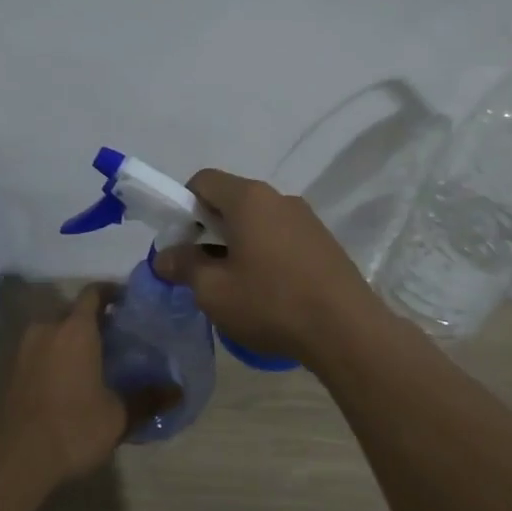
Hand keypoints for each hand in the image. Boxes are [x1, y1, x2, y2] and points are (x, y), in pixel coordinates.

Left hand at [0, 286, 130, 489]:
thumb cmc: (74, 426)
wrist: (19, 458)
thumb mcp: (119, 415)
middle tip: (117, 337)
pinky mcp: (14, 369)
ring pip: (55, 331)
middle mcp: (48, 329)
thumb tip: (178, 391)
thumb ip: (148, 399)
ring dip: (73, 339)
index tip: (129, 303)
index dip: (112, 292)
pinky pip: (41, 350)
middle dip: (94, 320)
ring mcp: (26, 348)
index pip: (94, 293)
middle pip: (73, 312)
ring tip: (96, 359)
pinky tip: (72, 378)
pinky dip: (57, 355)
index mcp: (76, 329)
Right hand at [154, 169, 383, 367]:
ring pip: (258, 220)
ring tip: (235, 284)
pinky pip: (282, 237)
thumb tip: (164, 256)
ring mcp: (306, 219)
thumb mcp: (214, 291)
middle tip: (201, 267)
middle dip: (208, 228)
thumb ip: (184, 267)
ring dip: (237, 242)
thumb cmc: (271, 303)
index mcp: (249, 199)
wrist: (347, 330)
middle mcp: (279, 198)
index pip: (204, 181)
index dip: (183, 205)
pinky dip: (264, 253)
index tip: (181, 241)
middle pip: (232, 200)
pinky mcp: (324, 242)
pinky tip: (267, 290)